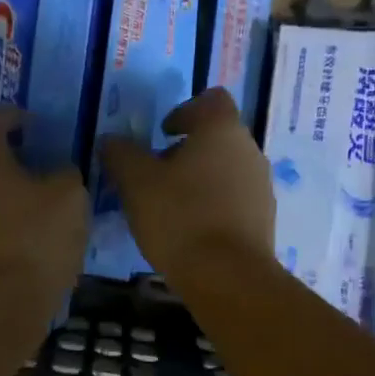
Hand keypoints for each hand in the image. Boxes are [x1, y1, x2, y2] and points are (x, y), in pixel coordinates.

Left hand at [0, 108, 88, 313]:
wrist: (2, 304)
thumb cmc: (36, 238)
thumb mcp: (70, 196)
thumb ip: (68, 174)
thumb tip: (61, 174)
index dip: (15, 114)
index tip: (37, 122)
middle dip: (23, 161)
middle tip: (55, 167)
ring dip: (23, 197)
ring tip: (57, 207)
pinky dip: (20, 226)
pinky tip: (46, 240)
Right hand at [100, 88, 274, 278]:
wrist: (228, 277)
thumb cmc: (180, 217)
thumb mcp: (136, 183)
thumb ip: (121, 154)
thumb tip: (110, 140)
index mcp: (222, 130)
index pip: (211, 99)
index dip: (185, 110)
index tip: (163, 133)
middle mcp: (249, 150)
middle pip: (218, 137)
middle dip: (187, 151)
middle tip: (157, 174)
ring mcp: (261, 186)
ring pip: (227, 169)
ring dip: (200, 179)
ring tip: (171, 207)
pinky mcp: (264, 219)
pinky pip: (235, 200)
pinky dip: (214, 205)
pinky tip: (191, 230)